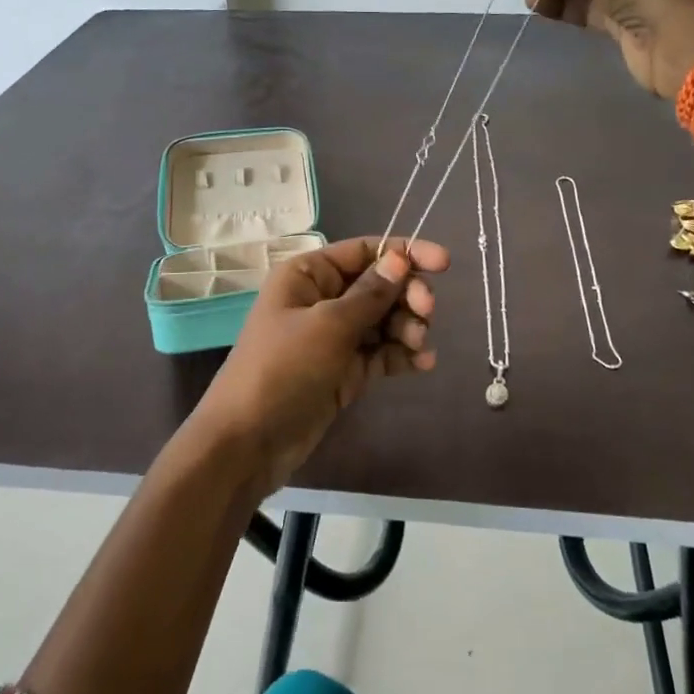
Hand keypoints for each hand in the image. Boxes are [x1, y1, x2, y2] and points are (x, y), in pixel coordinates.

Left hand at [193, 237, 449, 493]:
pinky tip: (422, 363)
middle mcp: (322, 298)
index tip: (444, 263)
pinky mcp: (344, 370)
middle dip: (407, 295)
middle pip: (379, 284)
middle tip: (427, 313)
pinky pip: (380, 352)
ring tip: (418, 345)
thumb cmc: (283, 369)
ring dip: (407, 326)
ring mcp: (334, 337)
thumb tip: (399, 258)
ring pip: (384, 319)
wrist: (249, 442)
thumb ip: (370, 293)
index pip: (364, 251)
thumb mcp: (329, 325)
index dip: (404, 252)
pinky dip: (401, 354)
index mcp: (309, 274)